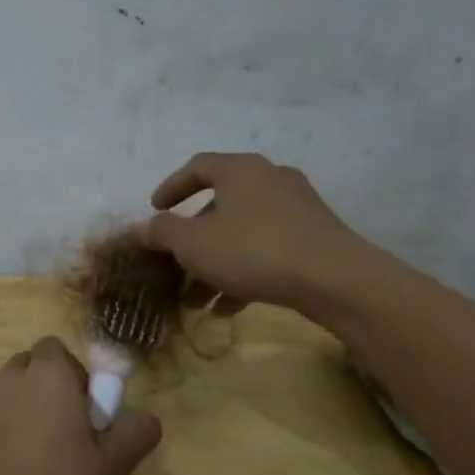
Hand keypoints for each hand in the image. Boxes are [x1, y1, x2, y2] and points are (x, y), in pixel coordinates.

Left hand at [0, 337, 161, 474]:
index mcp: (45, 377)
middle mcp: (6, 382)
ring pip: (7, 396)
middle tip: (70, 435)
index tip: (89, 414)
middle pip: (30, 369)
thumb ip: (135, 430)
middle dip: (49, 390)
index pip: (58, 349)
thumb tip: (142, 417)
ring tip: (42, 461)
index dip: (76, 376)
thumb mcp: (114, 466)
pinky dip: (3, 438)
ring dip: (24, 412)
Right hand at [143, 152, 391, 315]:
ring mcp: (296, 206)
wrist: (333, 278)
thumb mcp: (194, 244)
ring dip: (216, 262)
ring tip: (198, 299)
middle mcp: (270, 178)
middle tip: (176, 264)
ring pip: (242, 232)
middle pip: (220, 205)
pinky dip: (244, 271)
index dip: (171, 187)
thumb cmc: (253, 251)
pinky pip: (267, 248)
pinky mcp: (314, 235)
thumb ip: (163, 232)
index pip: (197, 167)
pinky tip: (229, 307)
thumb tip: (141, 227)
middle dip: (193, 239)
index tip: (155, 209)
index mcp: (240, 170)